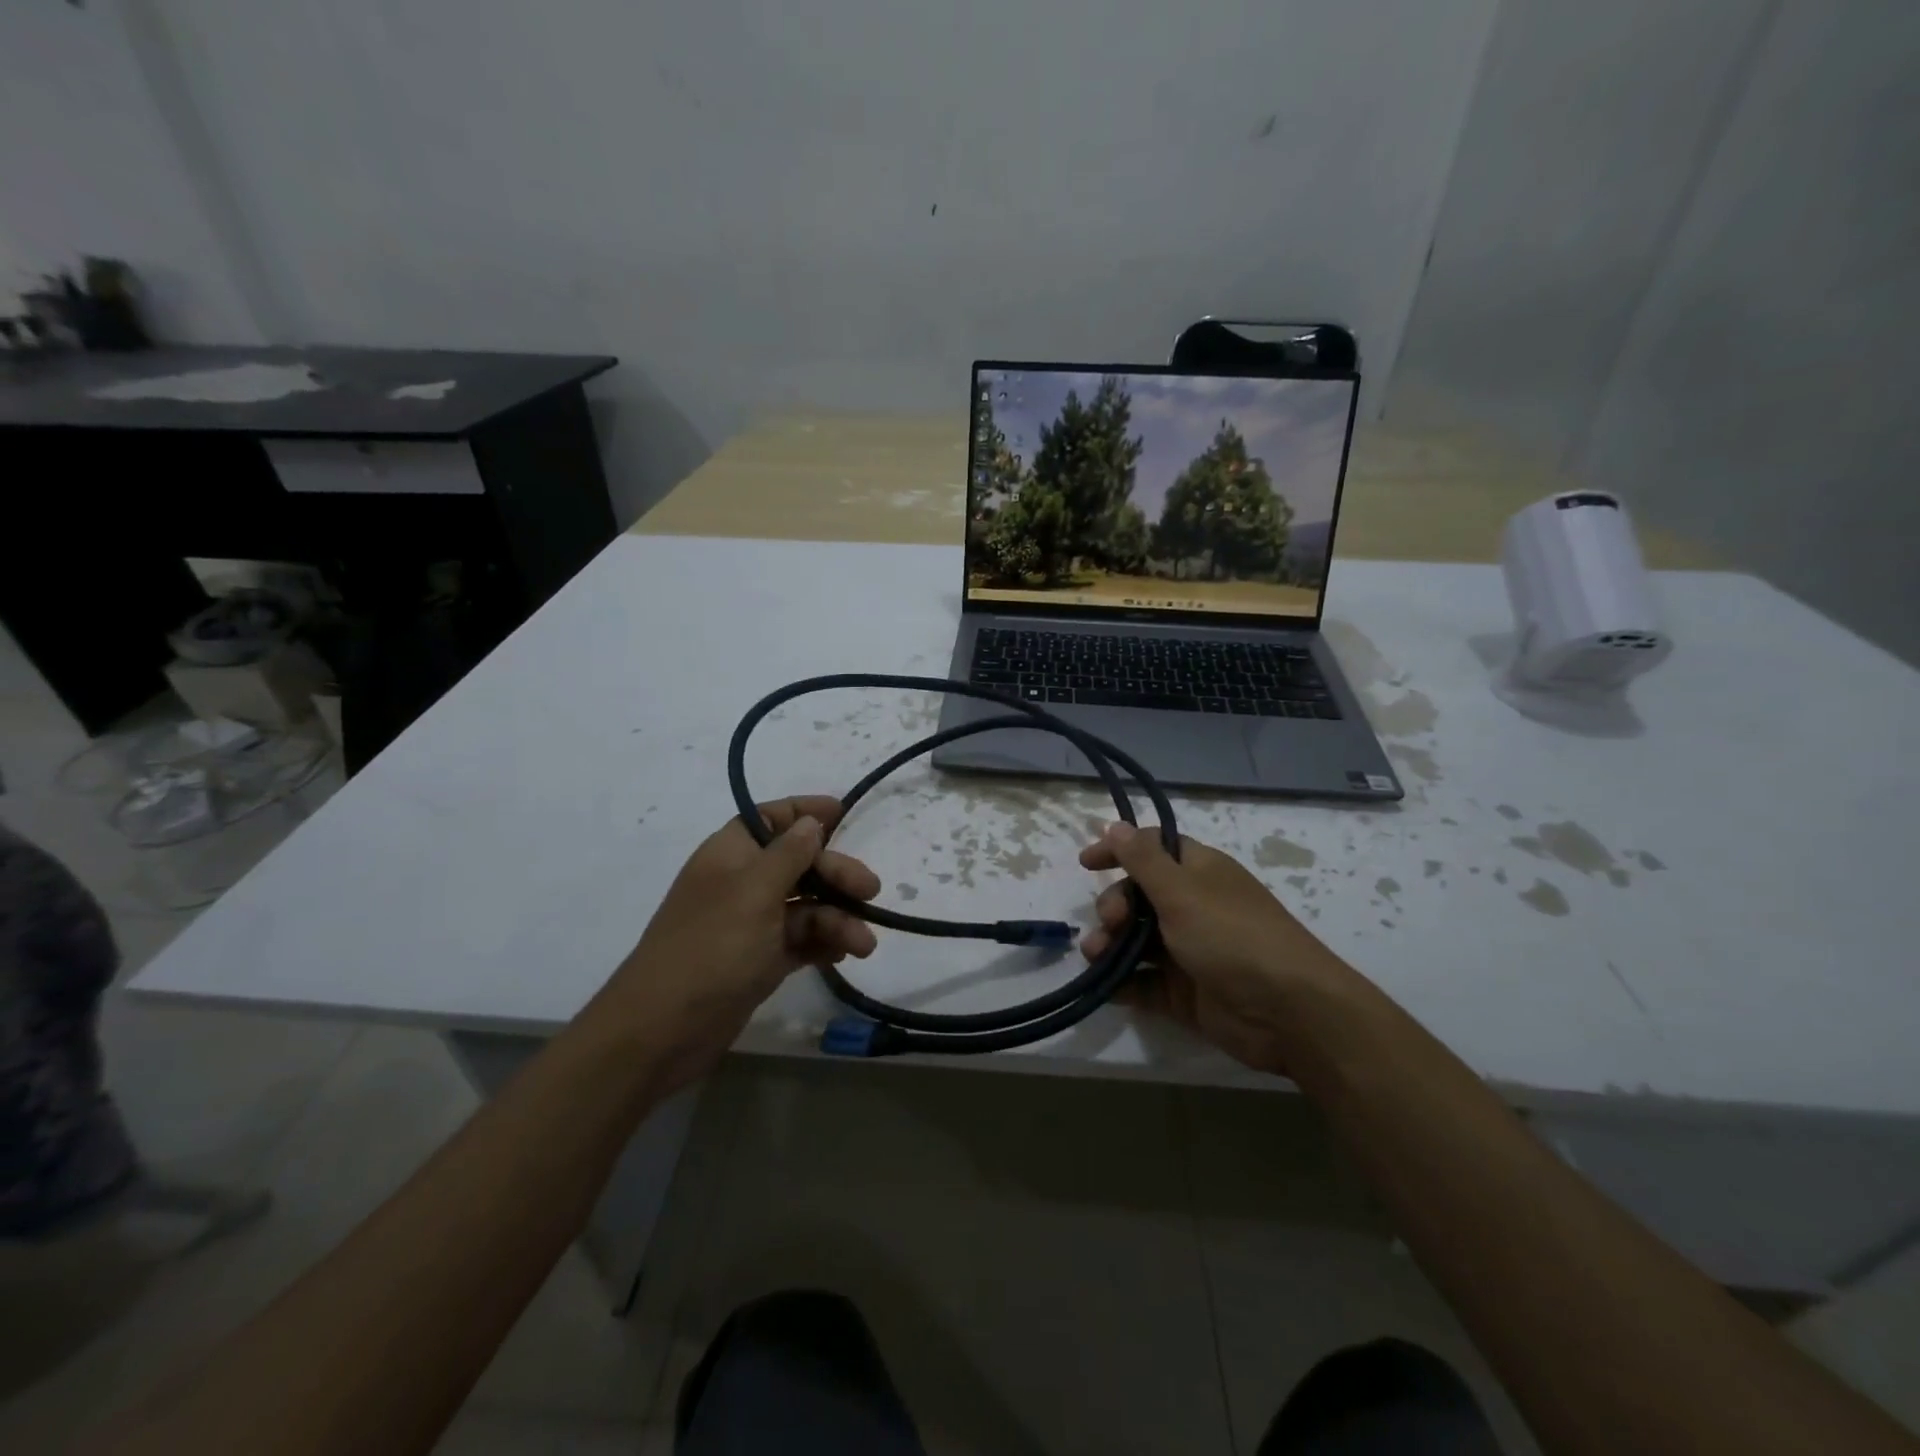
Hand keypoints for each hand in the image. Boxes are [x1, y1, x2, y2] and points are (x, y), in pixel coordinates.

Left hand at [602, 796, 880, 1092]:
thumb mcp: (754, 892)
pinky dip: (824, 944)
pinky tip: (844, 954)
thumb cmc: (711, 948)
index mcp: (732, 854)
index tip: (843, 813)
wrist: (663, 1030)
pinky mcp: (760, 960)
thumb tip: (811, 822)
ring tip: (863, 945)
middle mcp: (742, 883)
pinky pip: (801, 941)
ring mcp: (751, 924)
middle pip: (799, 864)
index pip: (772, 819)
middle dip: (836, 875)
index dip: (806, 812)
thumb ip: (789, 854)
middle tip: (871, 891)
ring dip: (838, 919)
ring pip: (806, 907)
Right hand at [1080, 821, 1354, 1075]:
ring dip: (1110, 944)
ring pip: (1136, 940)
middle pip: (1138, 896)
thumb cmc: (1232, 936)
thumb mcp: (1182, 891)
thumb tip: (1115, 823)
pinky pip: (1143, 981)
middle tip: (1110, 922)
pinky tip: (1105, 986)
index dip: (1119, 851)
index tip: (1086, 864)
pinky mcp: (1184, 992)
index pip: (1152, 849)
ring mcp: (1188, 951)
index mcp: (1199, 872)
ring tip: (1096, 957)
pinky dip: (1121, 982)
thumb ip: (1143, 859)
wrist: (1288, 1013)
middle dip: (1114, 905)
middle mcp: (1193, 907)